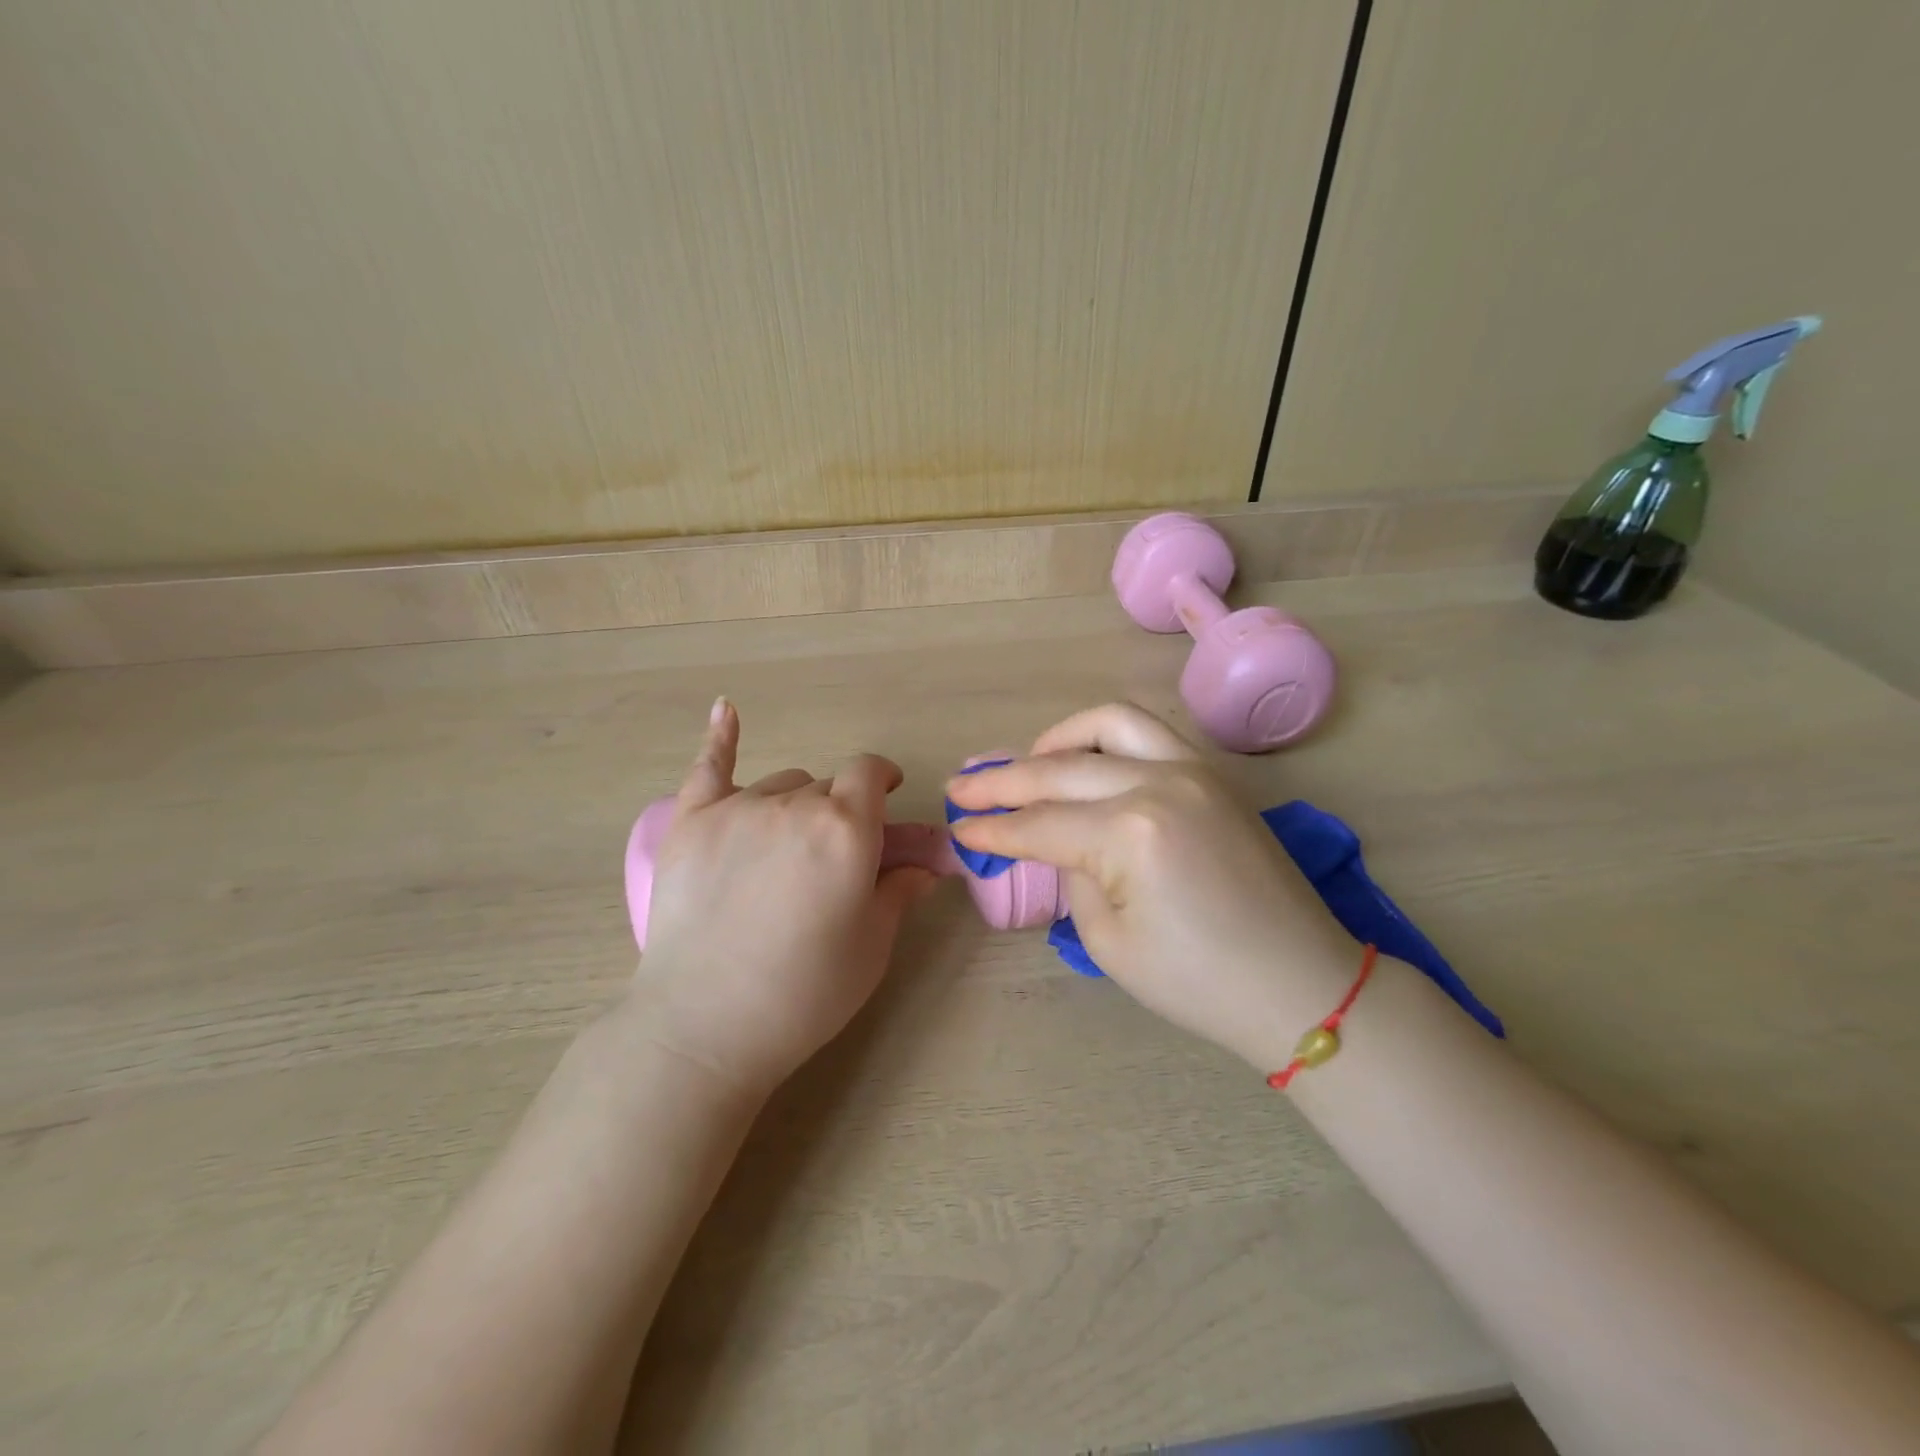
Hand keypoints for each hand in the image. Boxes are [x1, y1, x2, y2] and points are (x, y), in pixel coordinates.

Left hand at [627, 699, 935, 1095]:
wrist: (706, 1025)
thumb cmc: (805, 992)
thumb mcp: (871, 946)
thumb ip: (898, 892)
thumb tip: (924, 867)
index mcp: (847, 829)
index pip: (870, 774)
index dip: (882, 779)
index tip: (887, 795)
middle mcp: (795, 805)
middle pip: (825, 787)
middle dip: (838, 812)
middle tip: (831, 859)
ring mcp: (736, 809)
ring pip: (779, 786)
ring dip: (793, 805)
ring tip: (784, 851)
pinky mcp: (689, 823)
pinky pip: (708, 767)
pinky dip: (720, 737)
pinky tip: (725, 708)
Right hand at [945, 703, 1359, 1069]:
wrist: (1301, 984)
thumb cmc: (1199, 983)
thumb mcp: (1109, 941)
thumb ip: (1072, 874)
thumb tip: (1057, 842)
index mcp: (1131, 832)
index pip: (1039, 824)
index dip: (992, 829)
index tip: (957, 827)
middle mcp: (1160, 782)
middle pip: (1060, 768)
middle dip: (1003, 780)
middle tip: (963, 787)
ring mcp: (1193, 769)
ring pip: (1108, 723)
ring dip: (1057, 738)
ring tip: (1027, 762)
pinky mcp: (1213, 774)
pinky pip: (1149, 733)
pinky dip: (1105, 737)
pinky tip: (1083, 758)